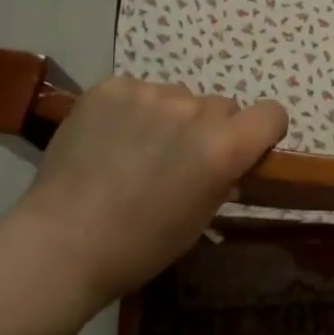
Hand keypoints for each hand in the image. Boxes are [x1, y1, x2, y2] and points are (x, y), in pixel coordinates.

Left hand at [16, 77, 287, 306]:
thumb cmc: (139, 246)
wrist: (61, 242)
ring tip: (134, 151)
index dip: (263, 131)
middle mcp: (194, 110)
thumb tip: (227, 165)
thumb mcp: (198, 221)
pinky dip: (131, 110)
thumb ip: (222, 180)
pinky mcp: (112, 87)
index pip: (272, 114)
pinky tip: (108, 140)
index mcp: (223, 146)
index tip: (245, 149)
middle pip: (220, 106)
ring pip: (177, 97)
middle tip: (177, 160)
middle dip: (209, 128)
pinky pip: (138, 91)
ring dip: (168, 117)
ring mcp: (151, 93)